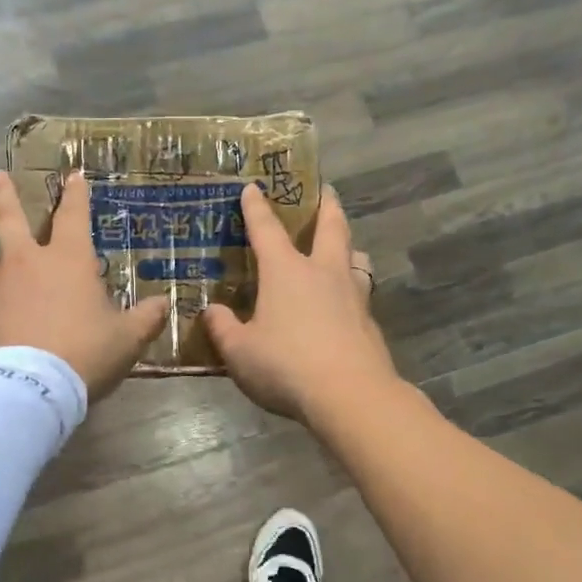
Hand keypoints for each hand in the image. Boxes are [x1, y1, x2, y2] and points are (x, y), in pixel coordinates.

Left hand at [0, 170, 170, 400]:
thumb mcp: (126, 339)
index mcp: (67, 260)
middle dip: (4, 194)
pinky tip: (2, 316)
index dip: (75, 194)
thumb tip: (164, 303)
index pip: (72, 215)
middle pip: (10, 218)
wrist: (27, 389)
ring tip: (0, 260)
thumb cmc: (84, 353)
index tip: (74, 175)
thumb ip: (146, 318)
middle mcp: (27, 264)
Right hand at [203, 183, 399, 420]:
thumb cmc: (286, 365)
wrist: (350, 395)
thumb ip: (222, 328)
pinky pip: (361, 293)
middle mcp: (323, 273)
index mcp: (286, 272)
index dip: (257, 207)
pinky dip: (353, 288)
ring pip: (356, 257)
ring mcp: (352, 295)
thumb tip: (212, 311)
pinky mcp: (369, 322)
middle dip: (326, 205)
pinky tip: (346, 304)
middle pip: (331, 227)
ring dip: (349, 246)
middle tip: (326, 190)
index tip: (253, 187)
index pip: (267, 229)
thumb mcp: (239, 352)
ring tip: (345, 248)